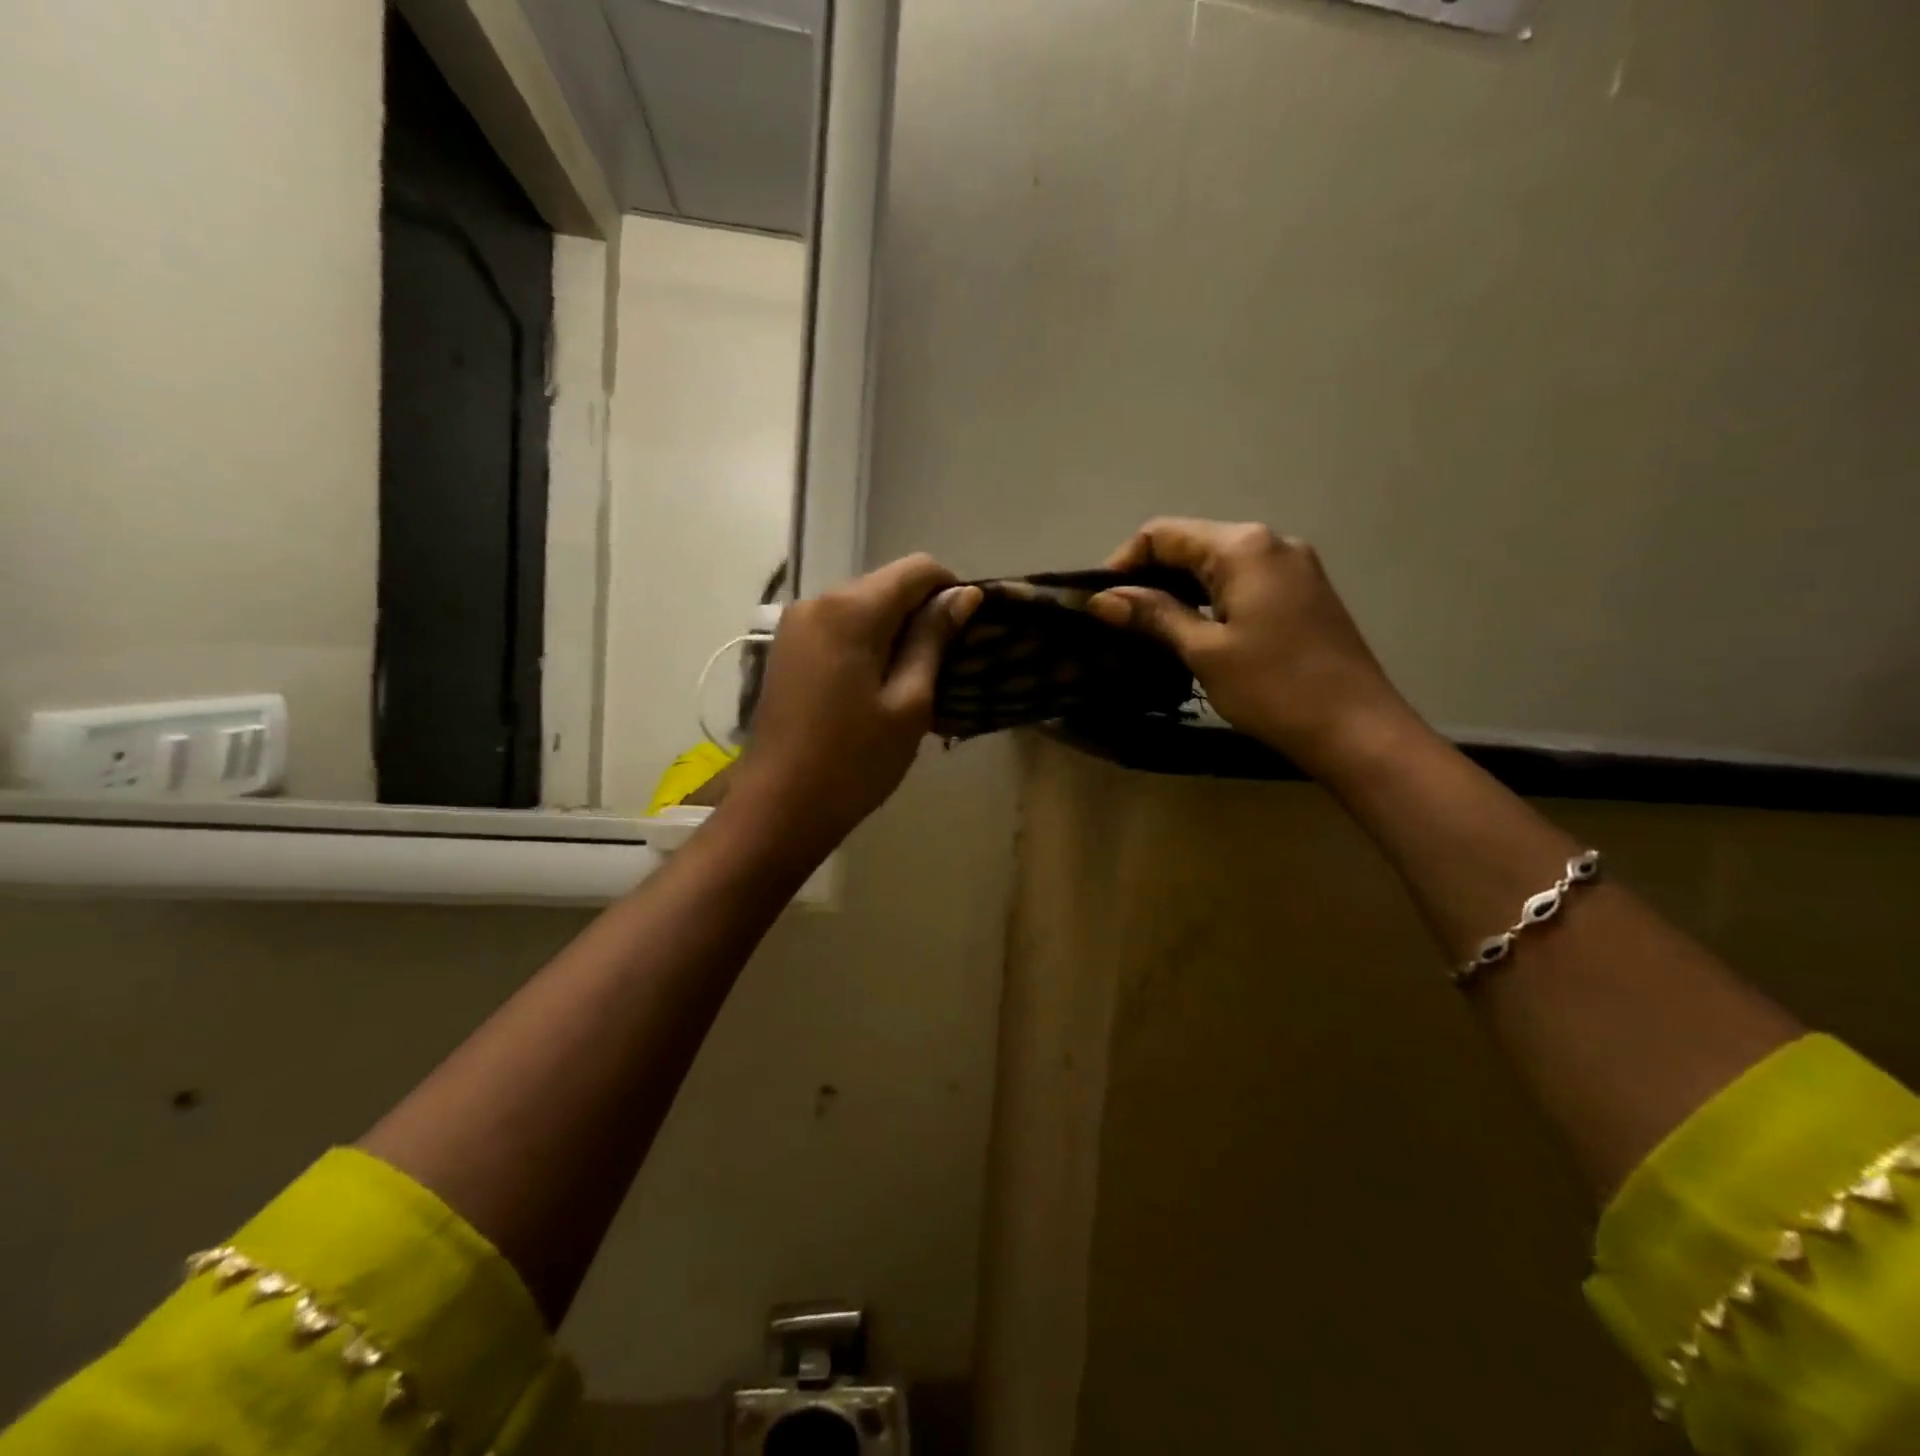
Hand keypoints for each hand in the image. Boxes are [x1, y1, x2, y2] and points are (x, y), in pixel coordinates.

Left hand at [726, 554, 982, 854]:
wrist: (779, 806)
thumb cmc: (854, 761)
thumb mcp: (909, 703)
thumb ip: (934, 640)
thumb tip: (963, 595)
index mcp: (850, 610)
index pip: (917, 569)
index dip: (951, 590)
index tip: (967, 631)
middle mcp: (817, 601)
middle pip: (886, 584)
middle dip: (921, 612)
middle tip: (945, 664)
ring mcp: (796, 624)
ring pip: (863, 606)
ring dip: (894, 630)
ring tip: (913, 679)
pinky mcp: (786, 648)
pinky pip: (839, 627)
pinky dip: (867, 642)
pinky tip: (877, 684)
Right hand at [1089, 518, 1418, 775]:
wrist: (1356, 729)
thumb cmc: (1273, 688)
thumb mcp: (1204, 650)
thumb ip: (1153, 615)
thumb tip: (1101, 599)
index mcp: (1243, 546)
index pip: (1163, 534)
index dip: (1122, 563)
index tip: (1098, 603)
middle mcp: (1270, 542)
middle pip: (1190, 543)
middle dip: (1147, 575)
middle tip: (1115, 619)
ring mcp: (1292, 566)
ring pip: (1215, 564)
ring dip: (1176, 588)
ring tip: (1145, 627)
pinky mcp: (1302, 592)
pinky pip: (1241, 581)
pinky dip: (1207, 597)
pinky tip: (1190, 628)